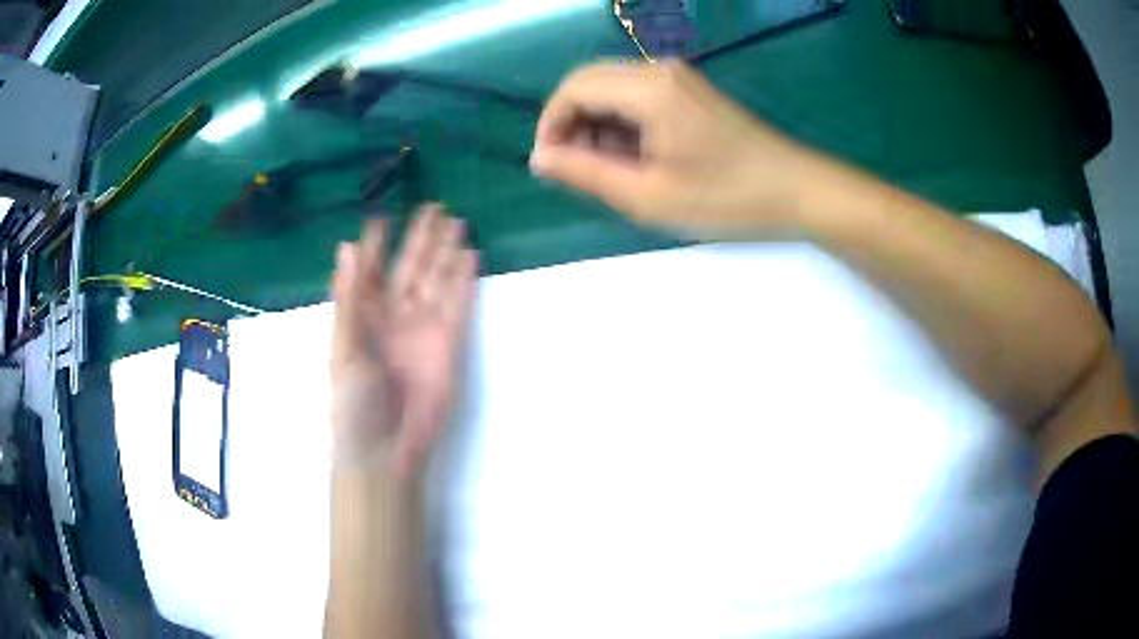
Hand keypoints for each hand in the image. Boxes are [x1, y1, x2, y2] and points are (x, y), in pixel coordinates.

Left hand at [330, 204, 477, 476]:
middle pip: (408, 268)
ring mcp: (422, 328)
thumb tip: (347, 246)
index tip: (382, 217)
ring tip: (457, 222)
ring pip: (435, 280)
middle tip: (434, 208)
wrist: (385, 448)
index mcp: (362, 315)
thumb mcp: (343, 347)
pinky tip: (470, 256)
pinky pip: (457, 305)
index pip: (369, 271)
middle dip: (420, 239)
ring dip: (445, 253)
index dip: (375, 245)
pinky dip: (463, 281)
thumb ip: (348, 297)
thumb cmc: (353, 401)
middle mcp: (392, 315)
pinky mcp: (448, 344)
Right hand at [530, 61, 824, 238]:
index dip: (551, 125)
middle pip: (591, 82)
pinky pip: (638, 97)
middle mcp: (660, 70)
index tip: (551, 166)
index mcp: (649, 89)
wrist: (798, 191)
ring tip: (612, 172)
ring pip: (613, 90)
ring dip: (598, 126)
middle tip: (581, 173)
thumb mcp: (649, 196)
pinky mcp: (691, 91)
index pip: (574, 88)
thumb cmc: (728, 199)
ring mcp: (679, 78)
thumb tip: (540, 158)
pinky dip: (624, 125)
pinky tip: (638, 159)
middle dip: (573, 124)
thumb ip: (586, 174)